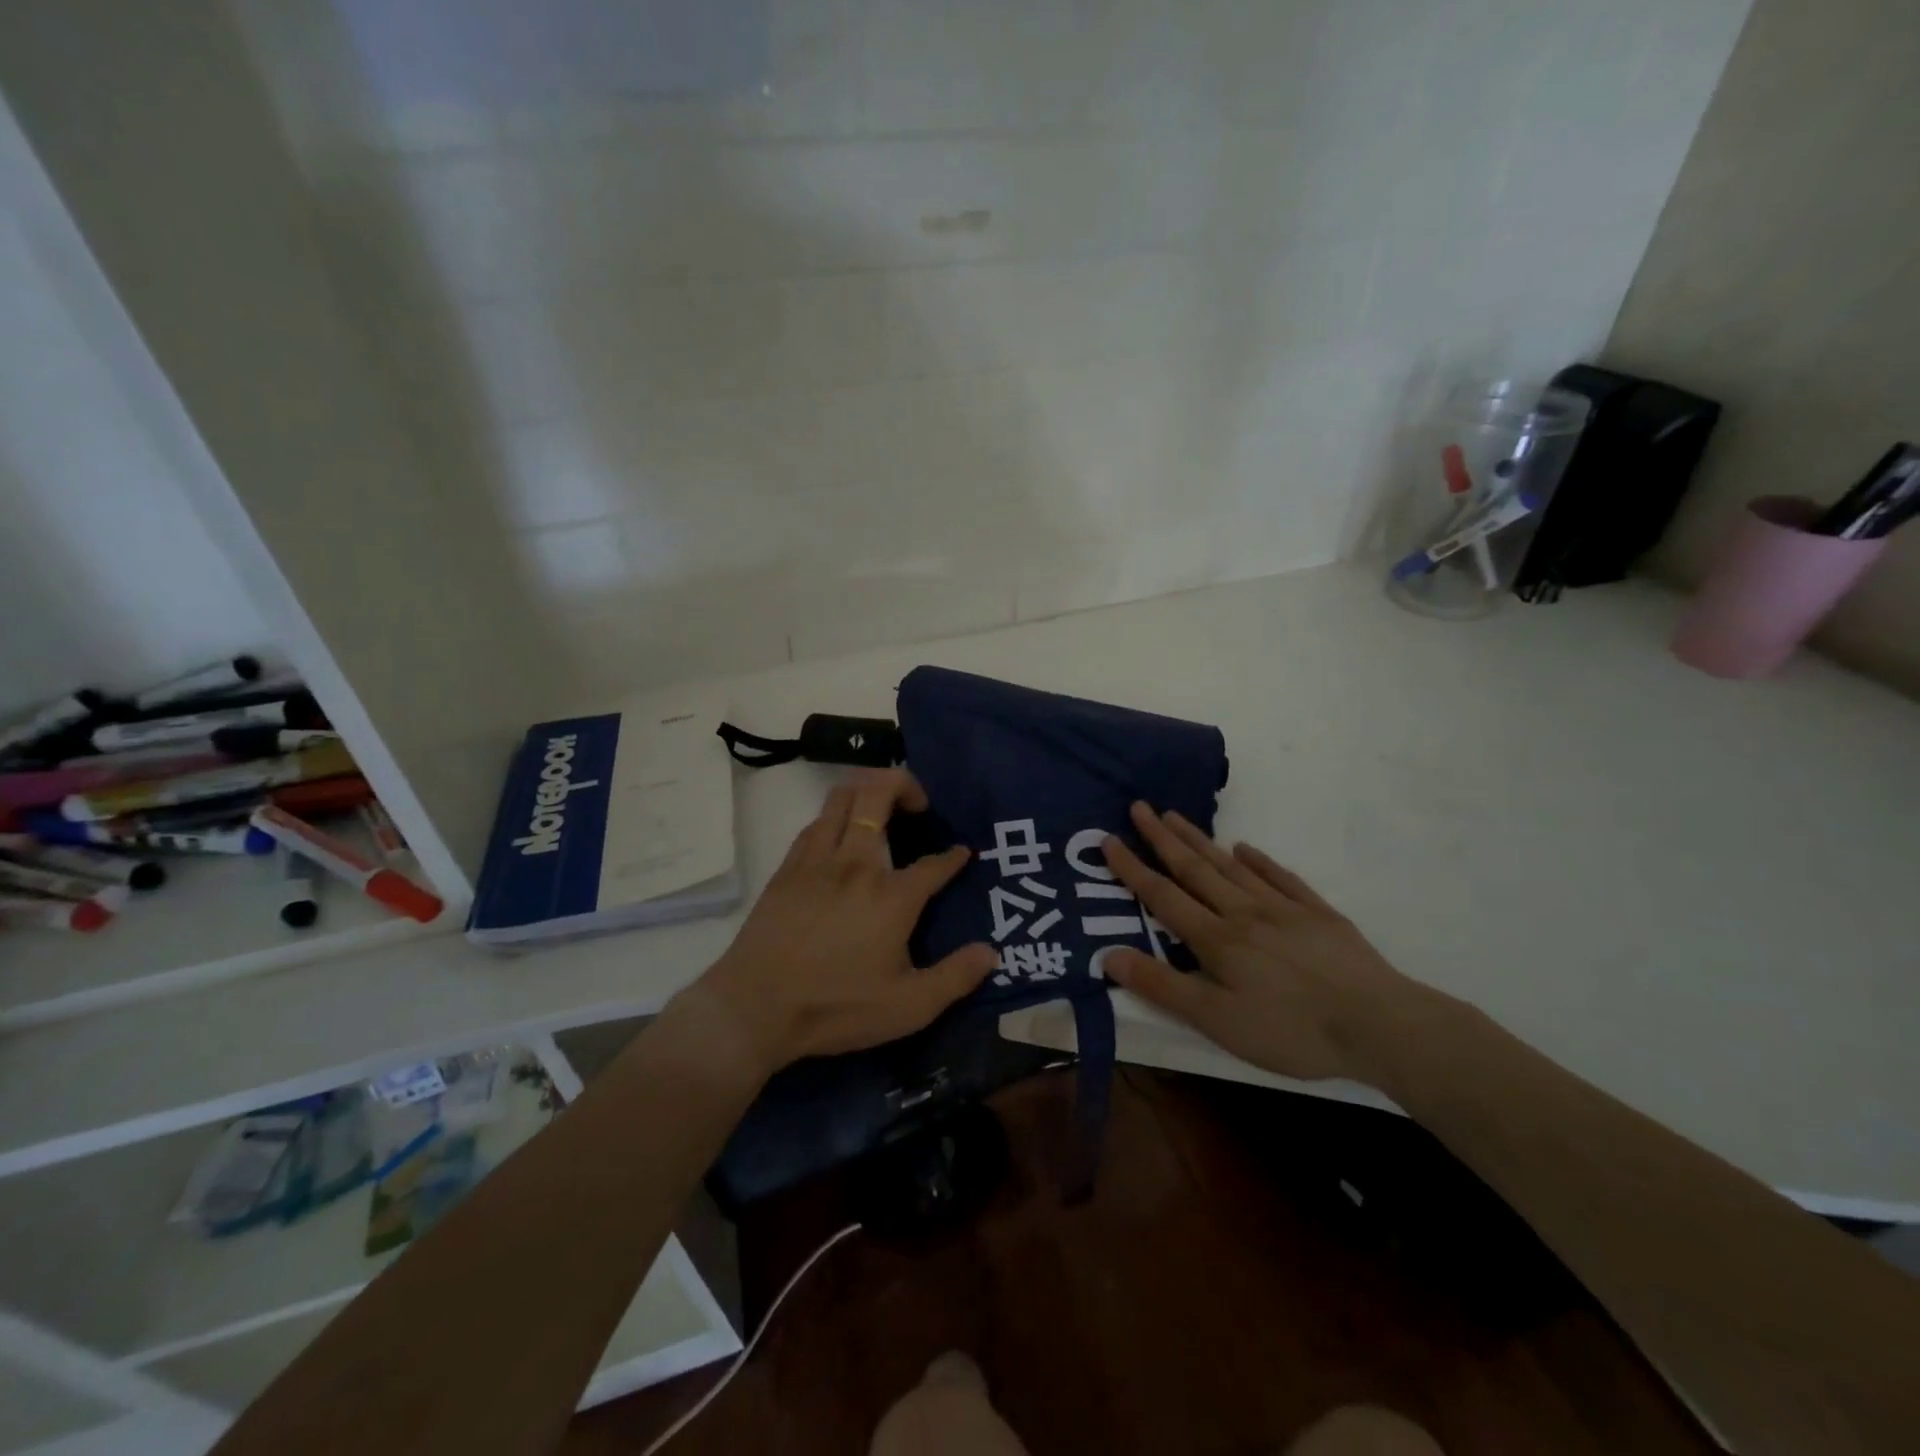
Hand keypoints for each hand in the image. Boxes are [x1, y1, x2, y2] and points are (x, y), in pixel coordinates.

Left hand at [689, 768, 996, 1077]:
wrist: (754, 1008)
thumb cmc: (836, 1007)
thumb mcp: (908, 1007)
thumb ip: (955, 978)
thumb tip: (992, 953)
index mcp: (892, 896)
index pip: (933, 864)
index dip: (954, 857)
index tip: (962, 854)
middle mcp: (856, 864)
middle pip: (878, 794)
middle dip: (904, 783)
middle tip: (918, 803)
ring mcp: (817, 861)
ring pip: (841, 797)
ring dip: (866, 790)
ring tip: (881, 806)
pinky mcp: (788, 869)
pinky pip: (815, 823)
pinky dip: (835, 816)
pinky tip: (839, 835)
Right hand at [1101, 803, 1441, 1089]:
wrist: (1379, 1025)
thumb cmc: (1291, 1030)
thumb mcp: (1217, 1021)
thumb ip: (1163, 986)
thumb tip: (1109, 954)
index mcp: (1216, 939)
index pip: (1163, 896)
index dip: (1133, 868)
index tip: (1109, 839)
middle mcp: (1243, 913)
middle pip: (1195, 869)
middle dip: (1162, 838)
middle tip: (1140, 807)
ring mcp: (1283, 909)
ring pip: (1231, 867)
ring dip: (1200, 841)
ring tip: (1177, 817)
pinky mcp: (1318, 914)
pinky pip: (1280, 877)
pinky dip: (1260, 860)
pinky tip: (1246, 848)